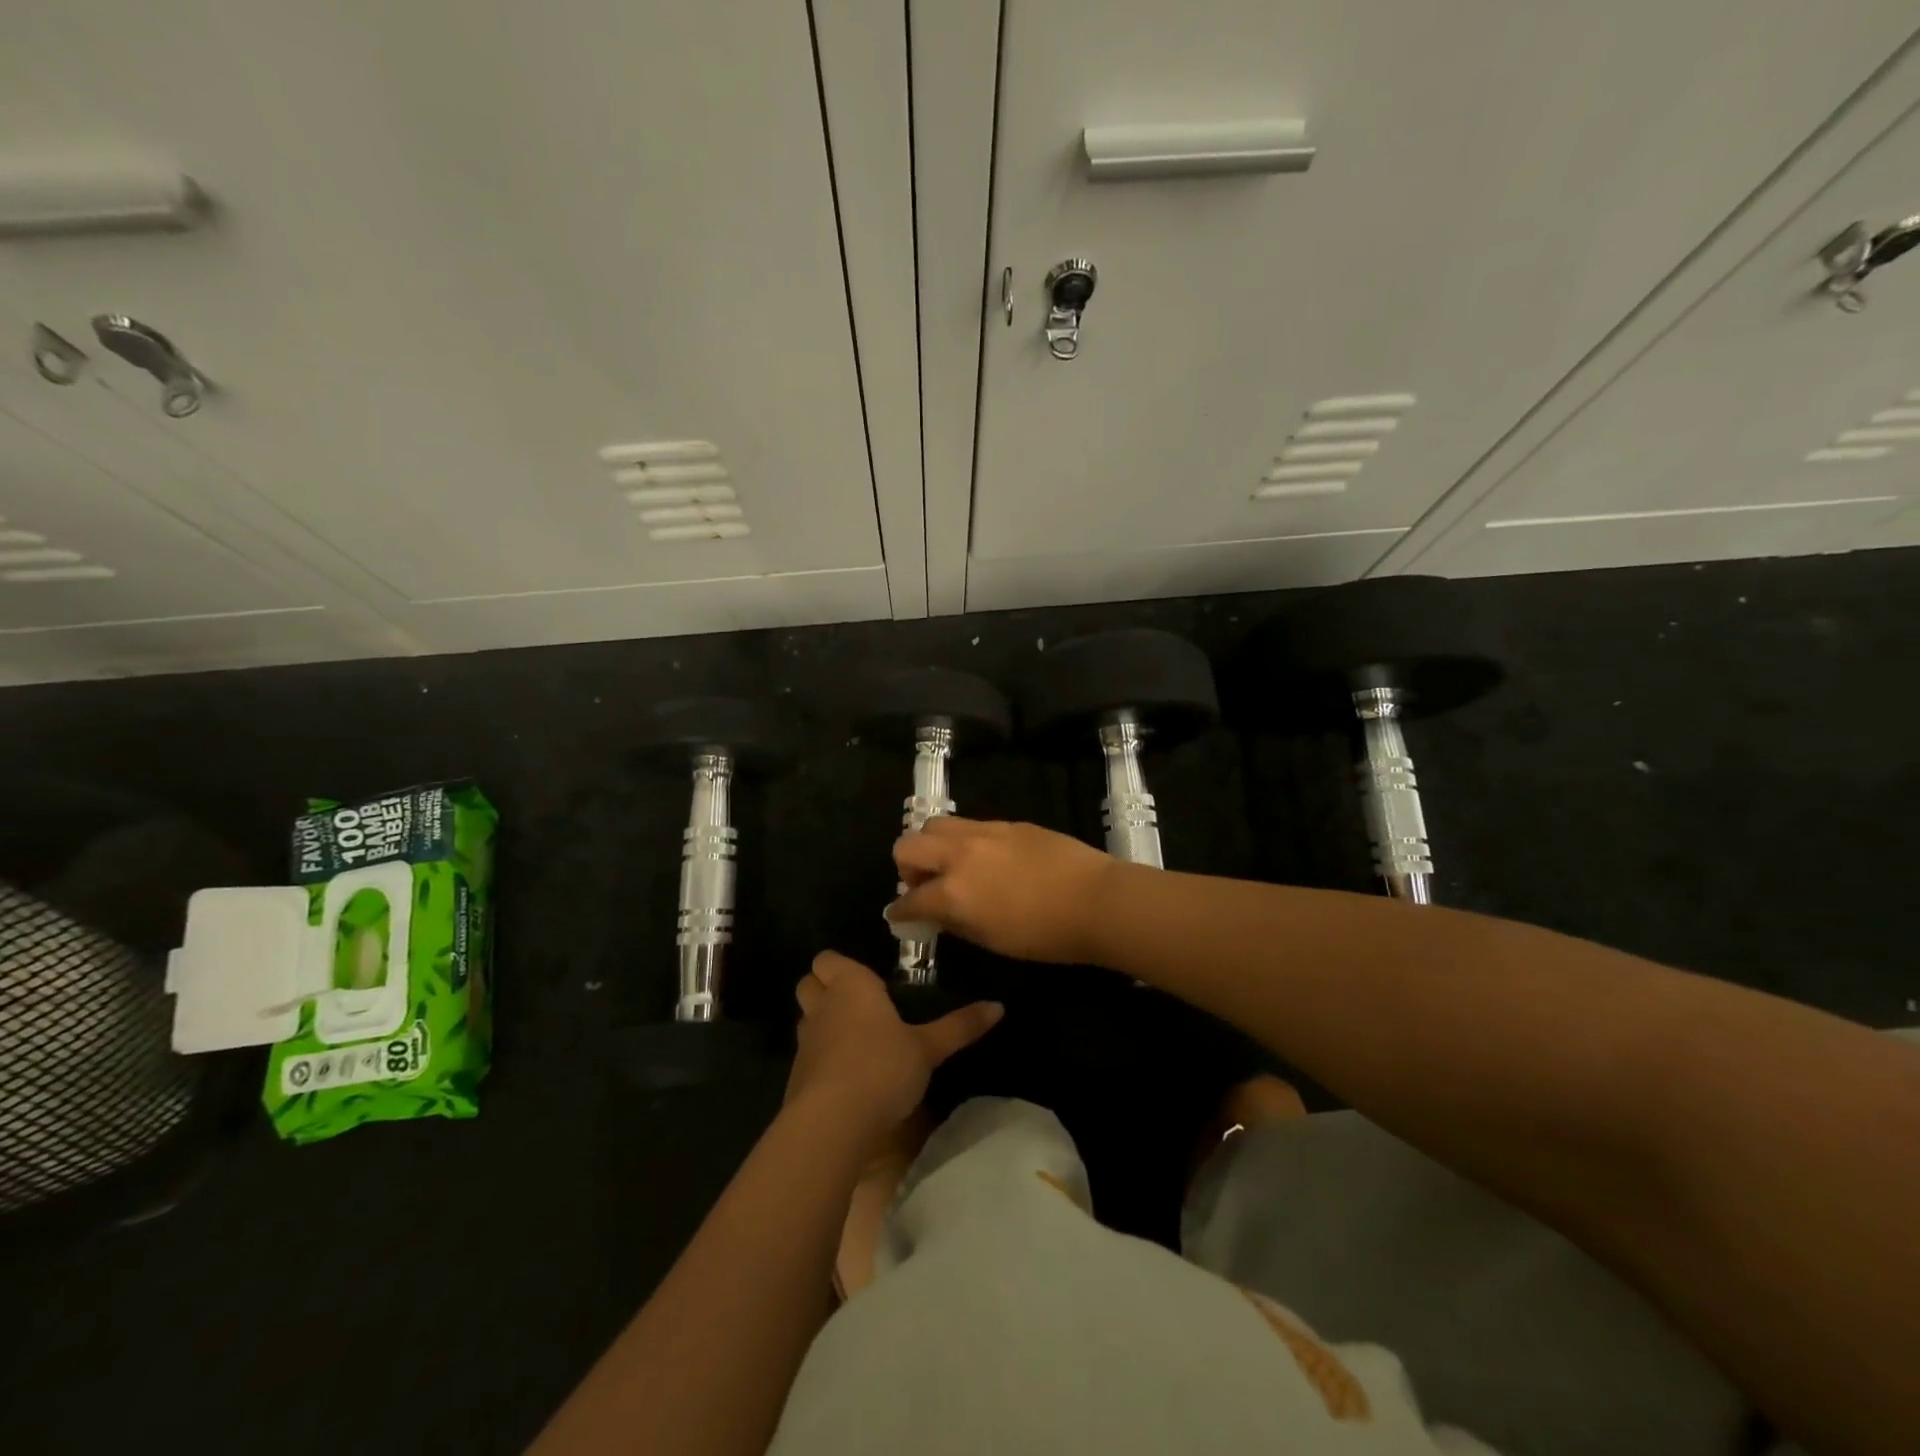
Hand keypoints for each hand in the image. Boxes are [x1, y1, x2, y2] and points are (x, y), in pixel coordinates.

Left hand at [785, 951, 1001, 1140]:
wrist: (832, 1123)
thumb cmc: (882, 1068)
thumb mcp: (928, 1049)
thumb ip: (960, 1027)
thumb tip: (999, 1006)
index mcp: (850, 985)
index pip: (828, 959)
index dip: (840, 966)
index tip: (867, 980)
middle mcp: (822, 1006)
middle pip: (808, 983)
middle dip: (823, 987)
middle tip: (857, 1003)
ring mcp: (805, 1042)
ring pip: (805, 1018)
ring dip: (821, 1022)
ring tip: (853, 1038)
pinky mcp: (796, 1076)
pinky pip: (806, 1054)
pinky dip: (819, 1058)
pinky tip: (844, 1076)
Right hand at [887, 817, 1116, 964]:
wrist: (1096, 900)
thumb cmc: (1045, 935)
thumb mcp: (992, 940)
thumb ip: (956, 922)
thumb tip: (938, 915)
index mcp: (952, 891)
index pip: (909, 899)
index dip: (899, 912)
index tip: (899, 917)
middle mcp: (959, 854)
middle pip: (907, 845)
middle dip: (907, 867)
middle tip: (926, 886)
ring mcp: (984, 832)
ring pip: (936, 824)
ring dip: (933, 845)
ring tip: (952, 866)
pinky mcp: (1008, 823)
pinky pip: (971, 825)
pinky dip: (964, 841)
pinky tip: (986, 859)